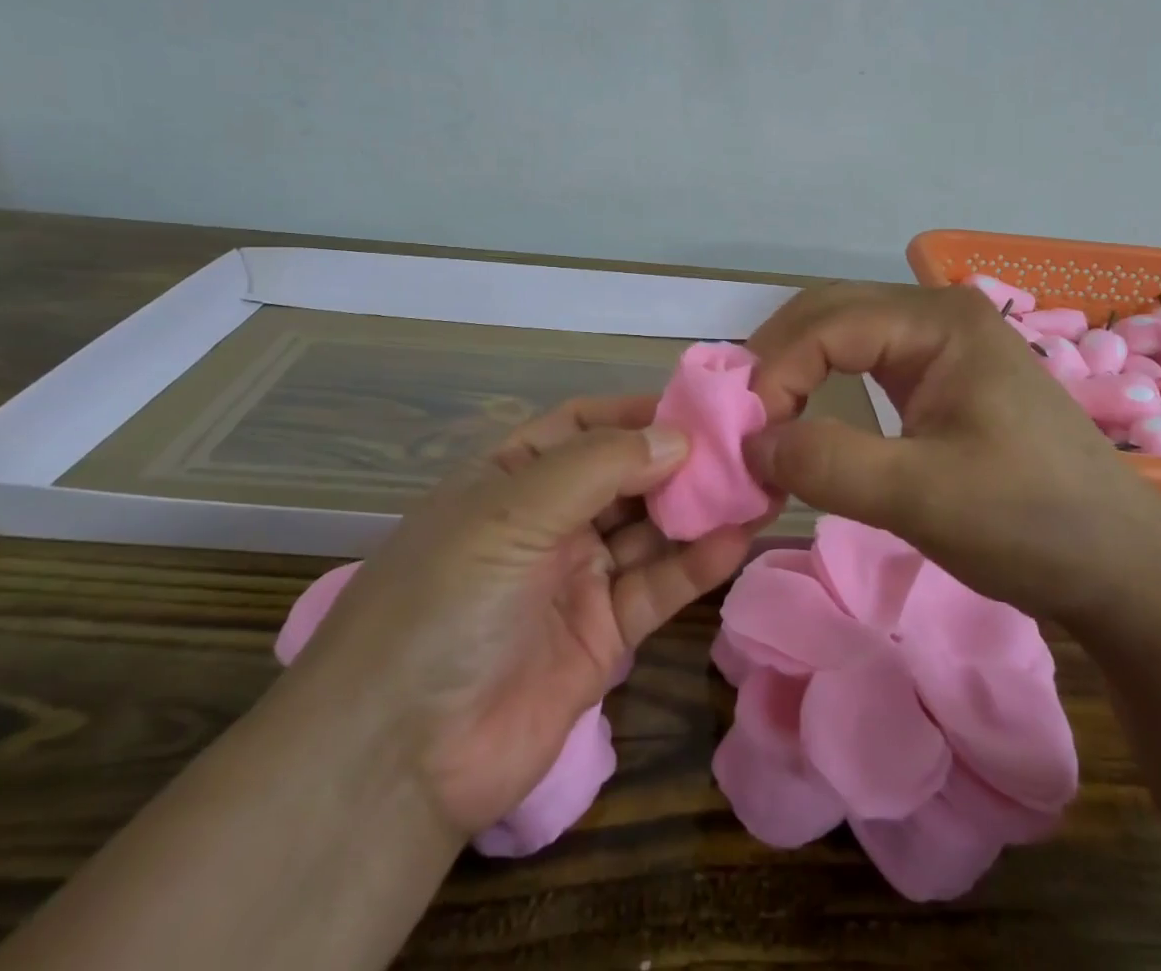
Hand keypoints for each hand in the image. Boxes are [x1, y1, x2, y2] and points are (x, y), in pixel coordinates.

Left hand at [281, 395, 769, 838]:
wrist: (401, 755)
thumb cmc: (446, 600)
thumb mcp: (512, 511)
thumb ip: (599, 467)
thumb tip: (678, 436)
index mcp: (511, 476)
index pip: (582, 424)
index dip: (636, 412)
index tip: (699, 405)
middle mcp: (548, 519)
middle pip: (625, 475)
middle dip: (680, 460)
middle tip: (746, 445)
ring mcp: (578, 577)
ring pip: (650, 529)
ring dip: (699, 508)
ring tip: (760, 483)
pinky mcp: (605, 634)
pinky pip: (658, 586)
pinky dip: (698, 563)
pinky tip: (740, 538)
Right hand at [744, 282, 1160, 628]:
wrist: (1123, 568)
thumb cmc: (1032, 524)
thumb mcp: (923, 498)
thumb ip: (828, 465)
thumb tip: (751, 445)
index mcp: (939, 321)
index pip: (827, 325)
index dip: (774, 373)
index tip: (745, 439)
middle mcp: (937, 313)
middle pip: (828, 314)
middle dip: (776, 362)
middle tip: (742, 423)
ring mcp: (941, 341)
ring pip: (840, 333)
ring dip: (794, 370)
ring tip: (763, 422)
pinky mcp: (941, 373)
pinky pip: (863, 360)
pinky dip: (821, 383)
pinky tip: (805, 416)